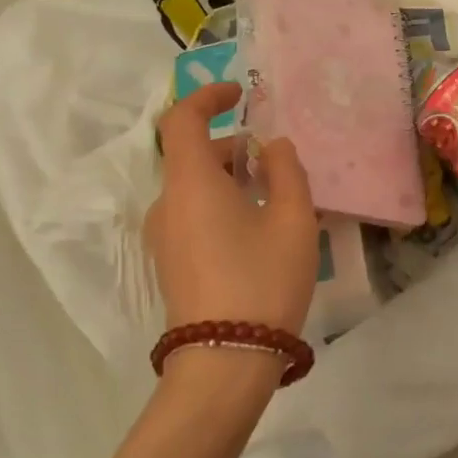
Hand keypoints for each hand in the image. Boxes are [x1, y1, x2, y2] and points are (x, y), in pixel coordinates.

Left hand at [143, 84, 319, 336]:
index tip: (240, 94)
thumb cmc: (262, 279)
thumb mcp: (293, 219)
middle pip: (194, 156)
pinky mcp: (171, 263)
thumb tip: (273, 147)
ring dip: (232, 179)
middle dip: (234, 148)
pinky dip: (223, 204)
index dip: (208, 97)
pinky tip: (260, 231)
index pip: (183, 120)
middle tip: (279, 162)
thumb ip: (287, 171)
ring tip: (279, 199)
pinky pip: (194, 214)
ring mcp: (164, 237)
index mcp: (191, 183)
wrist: (224, 363)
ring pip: (196, 188)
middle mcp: (167, 204)